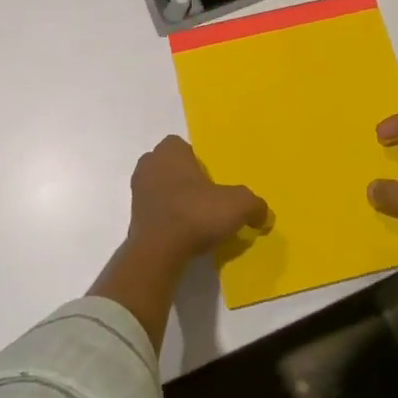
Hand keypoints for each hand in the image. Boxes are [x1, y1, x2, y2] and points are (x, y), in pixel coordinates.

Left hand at [126, 135, 269, 266]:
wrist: (158, 252)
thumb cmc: (195, 214)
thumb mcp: (238, 205)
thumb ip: (255, 205)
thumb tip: (263, 214)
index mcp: (169, 151)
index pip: (183, 146)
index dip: (198, 160)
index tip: (212, 179)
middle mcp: (149, 164)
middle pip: (171, 166)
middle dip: (186, 178)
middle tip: (206, 197)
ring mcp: (137, 191)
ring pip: (161, 187)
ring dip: (175, 198)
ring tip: (196, 218)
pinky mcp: (133, 217)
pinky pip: (155, 210)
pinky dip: (167, 218)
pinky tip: (183, 233)